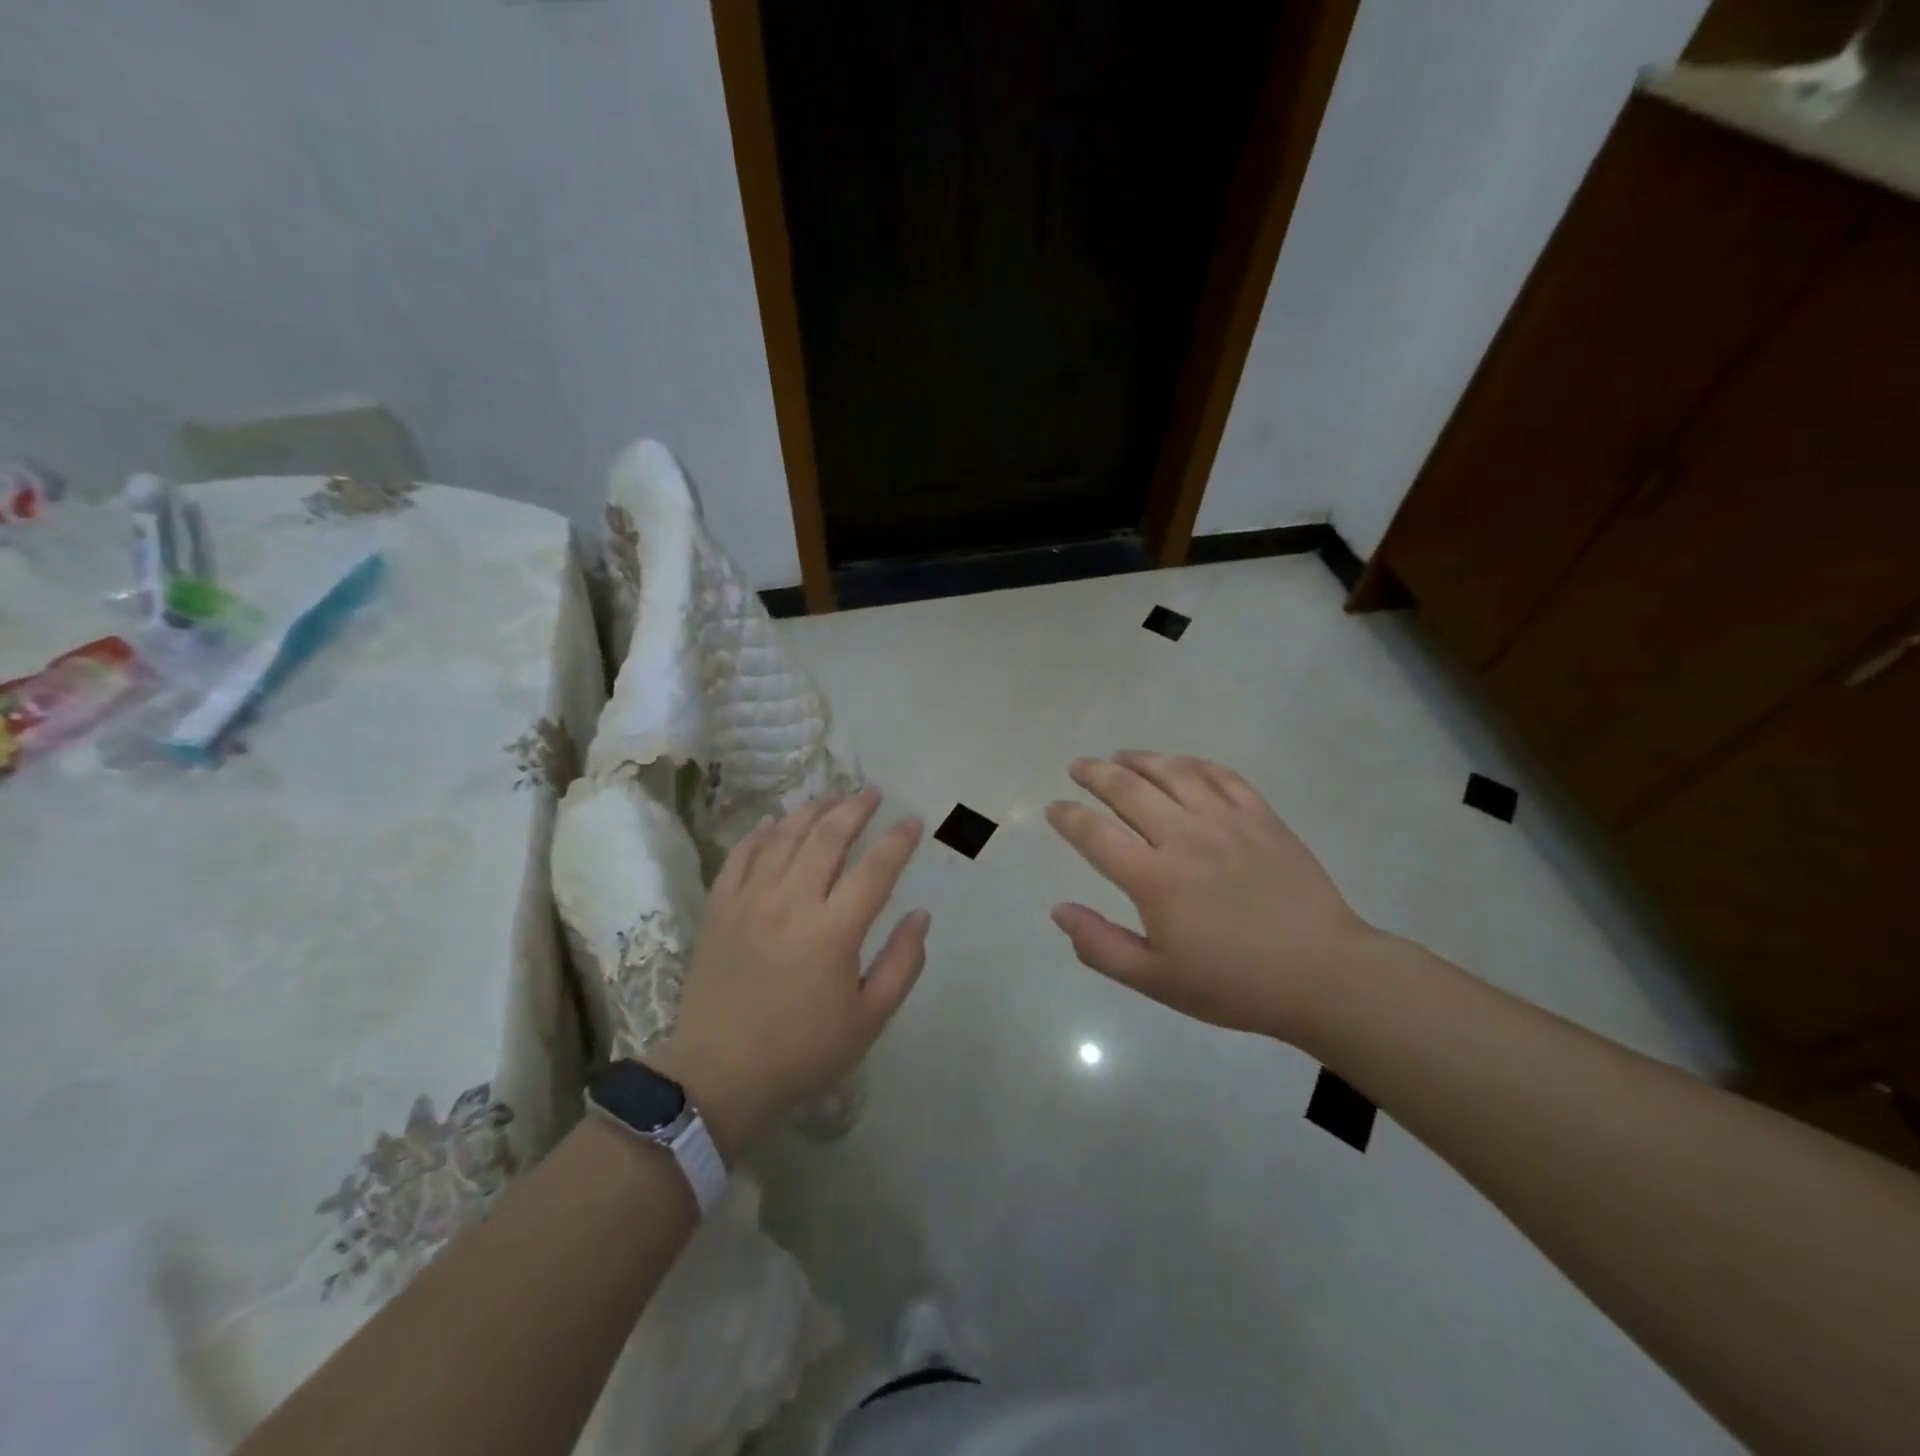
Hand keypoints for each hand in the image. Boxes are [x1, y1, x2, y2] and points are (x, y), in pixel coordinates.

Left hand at [651, 787, 929, 1155]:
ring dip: (812, 810)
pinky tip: (773, 822)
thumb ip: (902, 964)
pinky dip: (760, 833)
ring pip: (784, 837)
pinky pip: (740, 856)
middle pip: (828, 838)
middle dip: (855, 808)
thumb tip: (920, 915)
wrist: (718, 1075)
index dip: (898, 841)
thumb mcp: (868, 1020)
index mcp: (833, 931)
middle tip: (872, 792)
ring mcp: (750, 900)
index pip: (875, 869)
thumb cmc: (801, 1051)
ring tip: (832, 796)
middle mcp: (791, 902)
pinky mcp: (719, 908)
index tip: (913, 821)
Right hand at [1045, 751, 1377, 1042]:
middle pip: (1128, 790)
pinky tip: (1180, 763)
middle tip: (1078, 766)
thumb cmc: (1233, 983)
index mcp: (1154, 879)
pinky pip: (1222, 776)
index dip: (1068, 817)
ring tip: (1120, 755)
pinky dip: (1194, 763)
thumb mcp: (1156, 981)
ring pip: (1173, 773)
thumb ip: (1100, 945)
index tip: (1054, 809)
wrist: (1322, 974)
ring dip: (1140, 759)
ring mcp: (1227, 822)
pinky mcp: (1262, 817)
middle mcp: (1185, 838)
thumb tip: (1058, 910)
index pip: (1095, 834)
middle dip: (1095, 773)